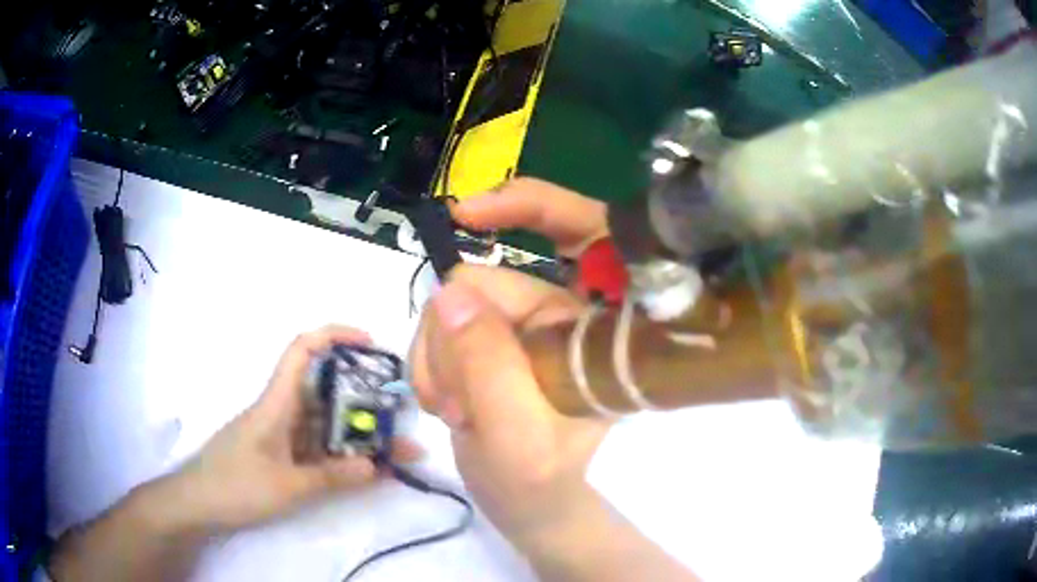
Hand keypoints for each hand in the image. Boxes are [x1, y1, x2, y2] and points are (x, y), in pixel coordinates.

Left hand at [160, 325, 420, 533]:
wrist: (197, 503)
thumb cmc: (235, 486)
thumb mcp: (288, 486)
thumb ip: (332, 476)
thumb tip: (375, 466)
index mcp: (276, 403)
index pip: (303, 351)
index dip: (335, 336)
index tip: (370, 343)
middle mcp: (280, 411)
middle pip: (325, 394)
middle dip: (364, 405)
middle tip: (400, 423)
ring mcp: (280, 435)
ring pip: (324, 425)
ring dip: (357, 437)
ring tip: (396, 454)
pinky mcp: (279, 455)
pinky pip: (316, 448)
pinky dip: (340, 456)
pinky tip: (364, 471)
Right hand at [409, 179, 610, 549]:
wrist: (526, 504)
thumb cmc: (535, 482)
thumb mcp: (514, 435)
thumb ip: (486, 364)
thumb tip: (449, 291)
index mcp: (593, 328)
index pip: (583, 234)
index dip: (530, 205)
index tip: (466, 215)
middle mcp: (563, 313)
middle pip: (485, 279)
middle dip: (453, 338)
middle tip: (452, 400)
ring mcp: (524, 324)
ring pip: (453, 304)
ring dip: (438, 358)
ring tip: (452, 410)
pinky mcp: (493, 338)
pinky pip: (442, 323)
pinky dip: (432, 361)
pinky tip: (446, 401)